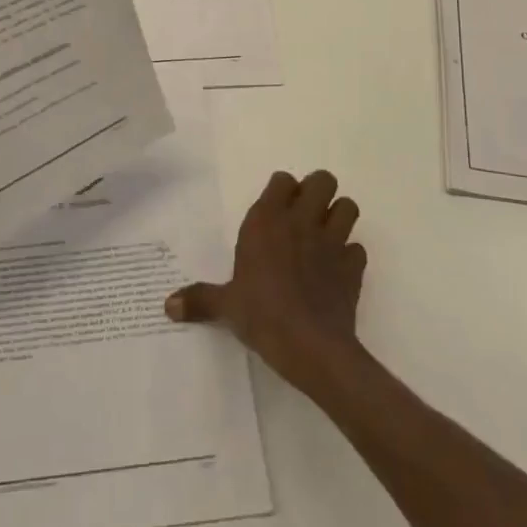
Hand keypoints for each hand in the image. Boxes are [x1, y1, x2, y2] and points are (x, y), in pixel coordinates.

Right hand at [165, 170, 366, 392]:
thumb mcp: (226, 306)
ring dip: (339, 216)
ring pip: (348, 206)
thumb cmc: (261, 314)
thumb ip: (199, 299)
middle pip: (322, 180)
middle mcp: (301, 221)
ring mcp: (332, 241)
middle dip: (317, 192)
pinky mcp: (353, 267)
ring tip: (324, 236)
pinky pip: (357, 249)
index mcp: (267, 220)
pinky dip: (350, 255)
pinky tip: (337, 270)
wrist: (311, 346)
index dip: (282, 190)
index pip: (282, 180)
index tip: (275, 208)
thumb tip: (168, 306)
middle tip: (304, 216)